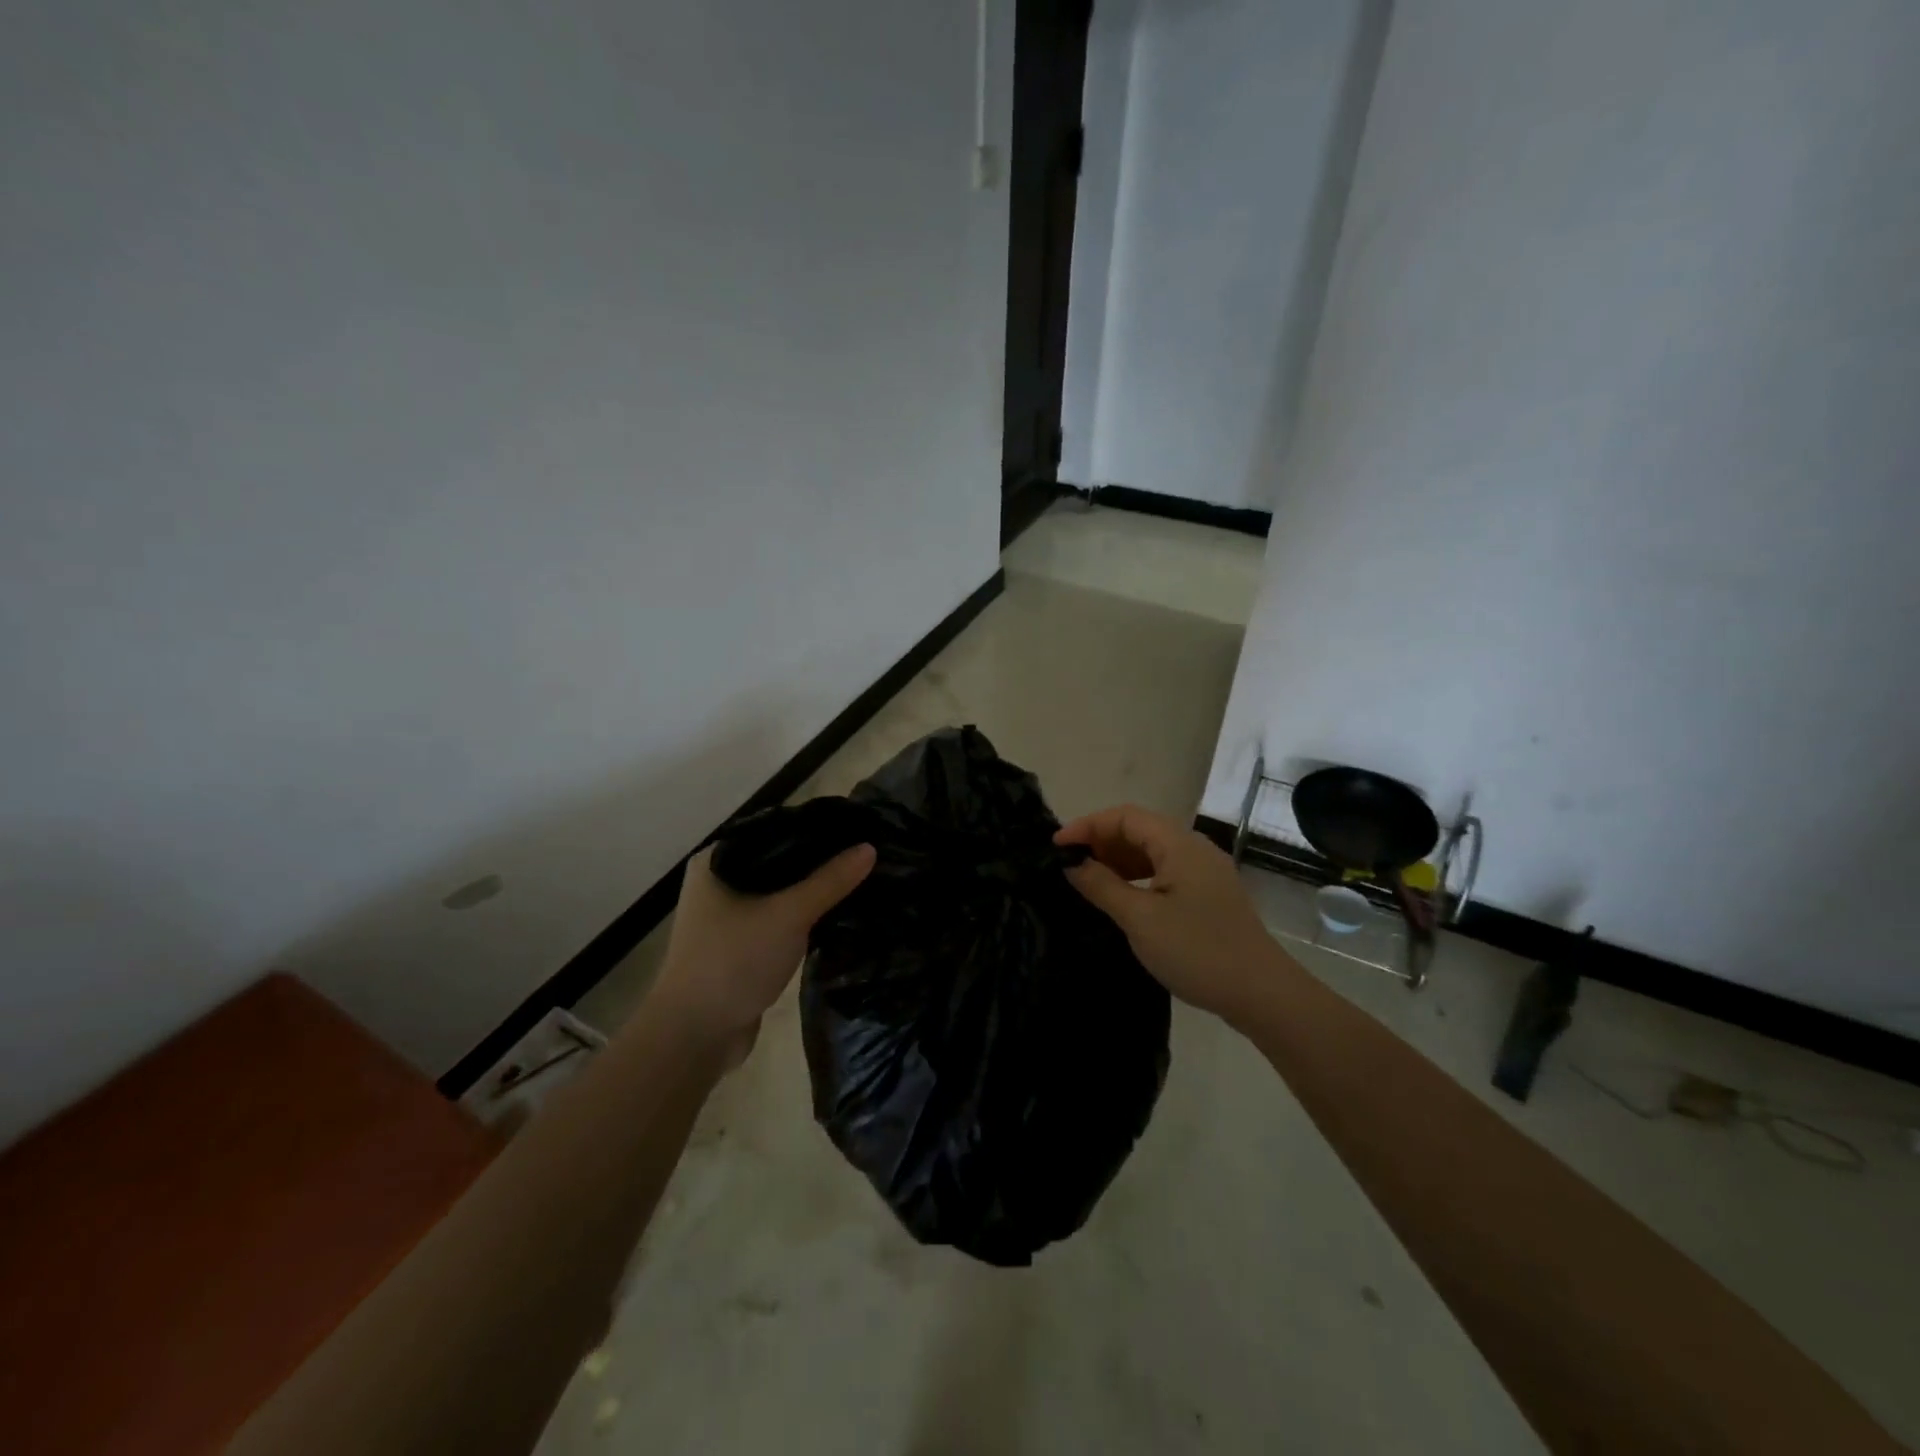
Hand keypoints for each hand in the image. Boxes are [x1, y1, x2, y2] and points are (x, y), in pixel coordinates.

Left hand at [648, 841, 875, 1055]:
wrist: (694, 1037)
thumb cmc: (733, 962)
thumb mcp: (788, 915)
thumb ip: (829, 881)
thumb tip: (869, 848)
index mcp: (716, 860)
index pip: (773, 828)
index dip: (814, 828)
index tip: (854, 828)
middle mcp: (717, 882)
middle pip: (778, 861)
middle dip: (817, 862)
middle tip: (862, 854)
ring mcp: (727, 916)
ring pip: (779, 892)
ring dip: (810, 891)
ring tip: (857, 880)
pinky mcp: (740, 946)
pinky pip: (778, 919)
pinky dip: (802, 917)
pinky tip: (835, 915)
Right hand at [1055, 805, 1285, 1022]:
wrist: (1262, 994)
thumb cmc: (1197, 950)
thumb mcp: (1140, 919)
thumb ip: (1102, 886)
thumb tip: (1072, 863)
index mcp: (1179, 844)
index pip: (1125, 816)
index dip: (1088, 825)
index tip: (1056, 846)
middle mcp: (1194, 848)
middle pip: (1140, 830)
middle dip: (1101, 841)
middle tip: (1069, 865)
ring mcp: (1205, 872)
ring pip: (1153, 852)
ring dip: (1118, 860)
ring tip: (1088, 881)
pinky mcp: (1209, 896)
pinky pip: (1165, 872)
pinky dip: (1138, 877)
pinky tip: (1121, 898)